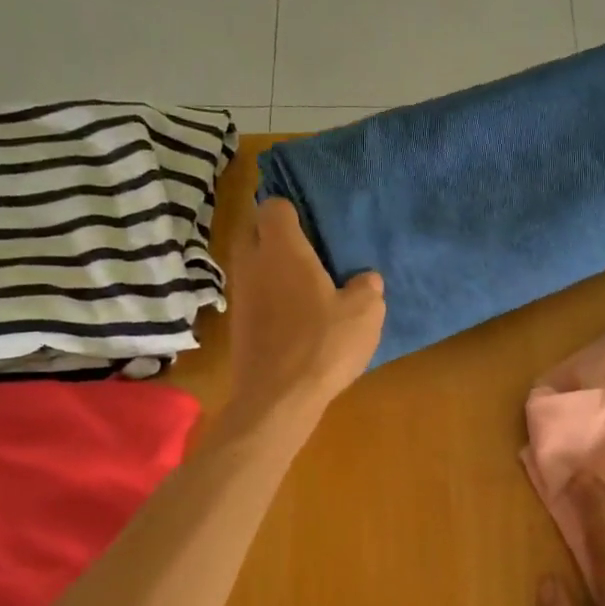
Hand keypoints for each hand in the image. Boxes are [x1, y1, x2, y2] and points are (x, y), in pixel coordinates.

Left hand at [225, 197, 384, 424]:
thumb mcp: (364, 313)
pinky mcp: (237, 323)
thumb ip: (366, 287)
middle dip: (274, 233)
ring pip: (250, 264)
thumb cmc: (323, 345)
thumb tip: (365, 278)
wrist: (278, 398)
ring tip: (303, 282)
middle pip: (252, 230)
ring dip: (270, 266)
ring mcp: (240, 295)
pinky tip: (294, 315)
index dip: (291, 209)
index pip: (273, 207)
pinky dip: (268, 295)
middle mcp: (253, 264)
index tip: (312, 222)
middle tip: (307, 248)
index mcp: (282, 250)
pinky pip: (252, 293)